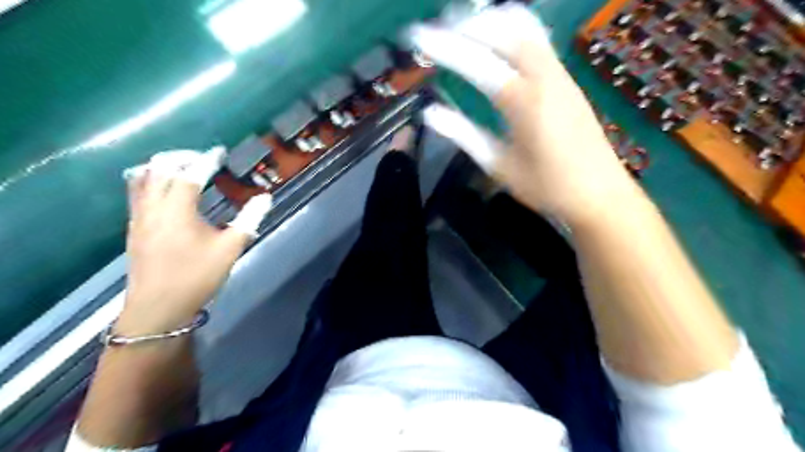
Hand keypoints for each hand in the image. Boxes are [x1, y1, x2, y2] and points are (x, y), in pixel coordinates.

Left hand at [117, 148, 273, 335]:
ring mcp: (139, 216)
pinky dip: (151, 179)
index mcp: (177, 209)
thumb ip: (249, 219)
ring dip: (162, 165)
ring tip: (183, 167)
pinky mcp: (134, 227)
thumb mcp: (230, 248)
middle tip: (203, 157)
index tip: (220, 151)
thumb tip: (265, 198)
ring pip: (142, 177)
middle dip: (181, 156)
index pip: (191, 174)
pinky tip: (166, 189)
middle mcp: (153, 206)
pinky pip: (136, 191)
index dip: (207, 159)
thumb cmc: (197, 276)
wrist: (158, 308)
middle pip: (159, 167)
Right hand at [415, 4, 635, 222]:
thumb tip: (430, 113)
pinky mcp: (567, 78)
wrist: (599, 193)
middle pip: (504, 29)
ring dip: (491, 23)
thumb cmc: (545, 187)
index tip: (418, 37)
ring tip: (464, 33)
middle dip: (468, 25)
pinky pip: (538, 39)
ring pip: (525, 26)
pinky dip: (511, 31)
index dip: (445, 47)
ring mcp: (560, 74)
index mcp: (524, 103)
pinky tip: (496, 45)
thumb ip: (463, 135)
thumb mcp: (499, 166)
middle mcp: (544, 77)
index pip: (478, 63)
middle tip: (439, 34)